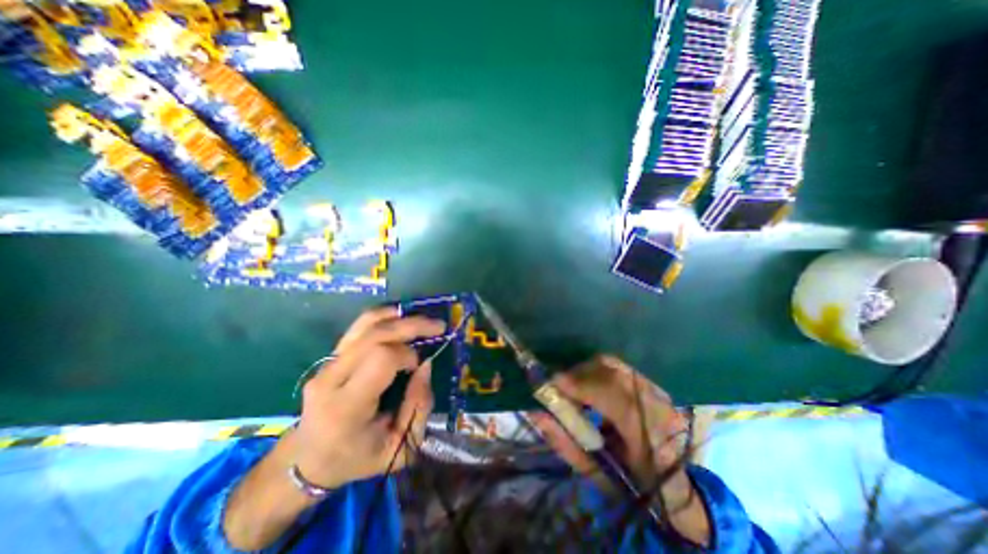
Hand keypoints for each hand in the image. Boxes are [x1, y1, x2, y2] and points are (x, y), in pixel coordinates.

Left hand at [293, 307, 444, 488]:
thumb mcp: (398, 448)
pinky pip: (359, 326)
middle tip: (438, 327)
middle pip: (375, 334)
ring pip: (366, 324)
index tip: (418, 367)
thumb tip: (426, 365)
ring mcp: (326, 363)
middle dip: (411, 326)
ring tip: (424, 320)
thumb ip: (418, 407)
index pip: (381, 359)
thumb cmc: (356, 459)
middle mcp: (331, 378)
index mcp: (346, 406)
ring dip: (400, 317)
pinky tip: (402, 317)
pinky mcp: (329, 356)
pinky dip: (384, 316)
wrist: (308, 459)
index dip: (407, 355)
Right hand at [532, 354, 692, 504]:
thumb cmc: (630, 487)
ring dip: (588, 371)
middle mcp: (660, 410)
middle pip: (615, 373)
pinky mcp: (655, 387)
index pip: (618, 402)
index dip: (584, 387)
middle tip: (560, 385)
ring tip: (574, 386)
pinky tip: (591, 386)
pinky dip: (599, 371)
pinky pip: (620, 368)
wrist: (673, 489)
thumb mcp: (594, 473)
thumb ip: (564, 442)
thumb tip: (536, 413)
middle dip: (580, 374)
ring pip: (616, 366)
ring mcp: (661, 395)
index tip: (554, 382)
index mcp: (651, 442)